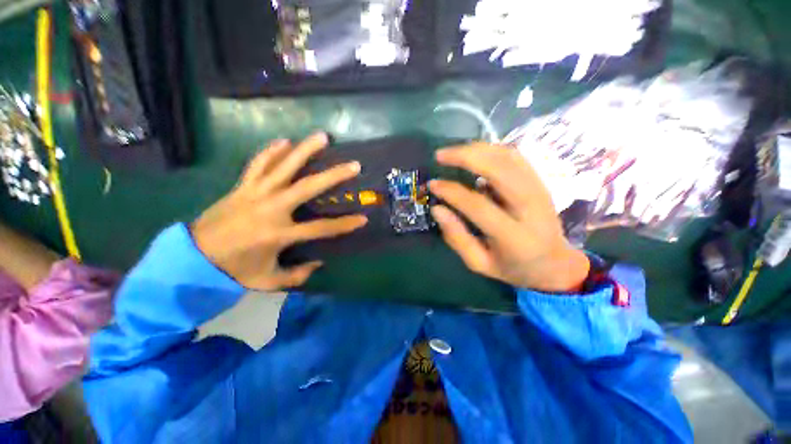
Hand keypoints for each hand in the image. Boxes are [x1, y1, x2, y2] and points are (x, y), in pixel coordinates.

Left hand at [191, 133, 366, 289]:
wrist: (193, 256)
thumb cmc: (234, 270)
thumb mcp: (268, 281)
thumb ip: (297, 275)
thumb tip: (319, 262)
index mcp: (279, 234)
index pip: (321, 228)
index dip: (345, 224)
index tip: (363, 218)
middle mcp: (271, 208)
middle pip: (308, 187)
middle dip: (334, 176)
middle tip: (354, 165)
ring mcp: (256, 193)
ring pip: (283, 166)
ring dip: (304, 150)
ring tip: (322, 137)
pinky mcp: (242, 186)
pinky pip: (258, 163)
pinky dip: (271, 150)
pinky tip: (284, 141)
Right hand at [429, 143, 588, 291]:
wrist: (554, 264)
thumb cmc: (513, 268)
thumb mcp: (479, 263)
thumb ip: (457, 237)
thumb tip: (437, 209)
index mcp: (514, 236)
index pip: (478, 205)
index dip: (452, 192)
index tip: (433, 184)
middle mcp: (531, 208)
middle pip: (499, 170)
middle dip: (466, 157)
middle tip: (440, 155)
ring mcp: (539, 191)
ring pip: (508, 158)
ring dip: (478, 149)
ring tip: (453, 152)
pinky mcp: (540, 182)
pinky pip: (515, 157)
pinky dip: (492, 150)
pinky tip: (475, 153)